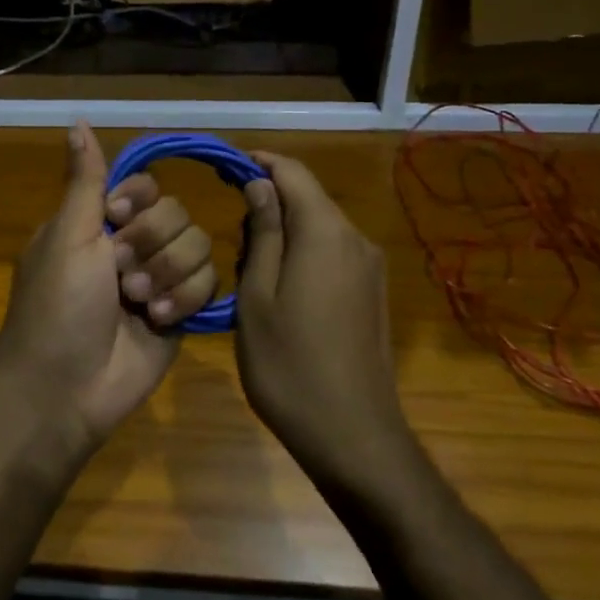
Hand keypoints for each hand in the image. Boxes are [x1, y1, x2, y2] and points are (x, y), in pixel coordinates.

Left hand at [0, 123, 217, 449]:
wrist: (66, 387)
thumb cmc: (57, 304)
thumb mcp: (67, 235)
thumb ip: (86, 180)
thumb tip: (76, 120)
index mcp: (100, 222)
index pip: (144, 185)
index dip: (138, 199)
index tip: (115, 218)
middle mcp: (132, 244)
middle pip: (176, 213)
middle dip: (149, 244)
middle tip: (118, 275)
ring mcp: (159, 278)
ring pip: (197, 245)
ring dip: (166, 274)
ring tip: (137, 303)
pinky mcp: (181, 310)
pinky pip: (208, 282)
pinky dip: (183, 298)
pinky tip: (158, 319)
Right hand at [237, 152, 409, 487]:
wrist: (354, 437)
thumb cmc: (289, 365)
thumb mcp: (257, 296)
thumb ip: (261, 234)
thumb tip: (260, 185)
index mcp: (325, 232)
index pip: (292, 172)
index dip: (258, 163)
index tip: (224, 170)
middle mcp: (355, 239)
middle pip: (308, 199)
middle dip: (268, 205)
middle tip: (233, 244)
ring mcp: (371, 268)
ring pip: (320, 228)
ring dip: (285, 234)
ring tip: (252, 275)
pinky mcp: (375, 294)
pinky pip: (334, 254)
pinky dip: (305, 255)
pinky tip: (283, 295)